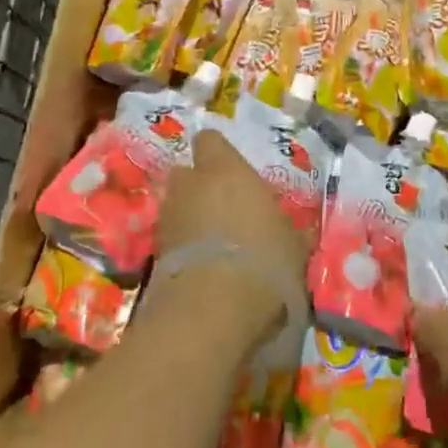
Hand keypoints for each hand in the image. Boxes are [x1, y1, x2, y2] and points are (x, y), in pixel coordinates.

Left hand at [156, 130, 310, 340]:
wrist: (213, 308)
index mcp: (226, 169)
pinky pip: (170, 238)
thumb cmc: (264, 259)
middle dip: (199, 186)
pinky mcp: (154, 252)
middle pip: (187, 173)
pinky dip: (181, 247)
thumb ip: (285, 228)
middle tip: (222, 207)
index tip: (233, 171)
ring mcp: (168, 217)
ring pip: (176, 206)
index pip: (210, 140)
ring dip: (189, 217)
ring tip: (211, 243)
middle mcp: (191, 184)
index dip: (218, 153)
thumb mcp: (293, 244)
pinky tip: (201, 268)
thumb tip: (292, 230)